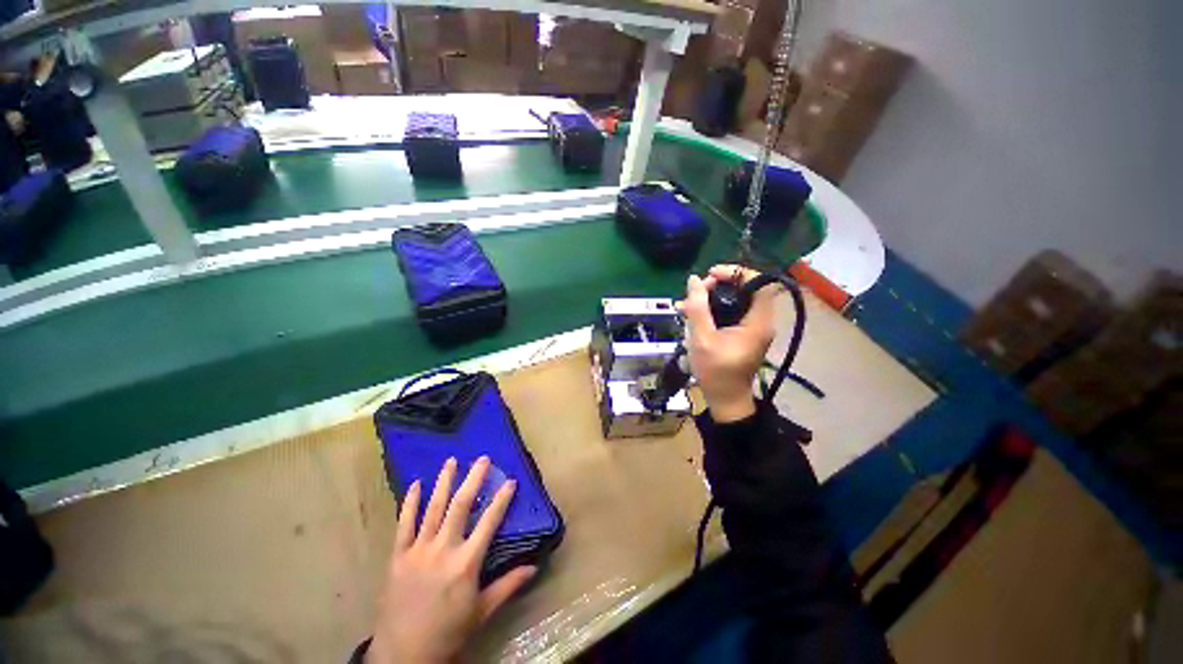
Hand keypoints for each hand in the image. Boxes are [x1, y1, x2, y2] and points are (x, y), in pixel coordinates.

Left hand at [367, 457, 535, 663]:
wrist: (404, 656)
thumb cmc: (448, 633)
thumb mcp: (482, 611)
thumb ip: (508, 585)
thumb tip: (534, 566)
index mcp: (466, 563)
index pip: (489, 522)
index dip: (501, 499)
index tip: (510, 480)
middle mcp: (443, 550)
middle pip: (460, 506)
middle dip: (473, 479)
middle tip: (482, 459)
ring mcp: (418, 551)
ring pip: (433, 509)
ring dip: (443, 482)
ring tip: (451, 461)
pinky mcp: (397, 557)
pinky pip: (403, 525)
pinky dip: (409, 503)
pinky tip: (415, 485)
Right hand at [678, 265, 779, 422]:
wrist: (725, 399)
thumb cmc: (716, 371)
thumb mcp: (702, 339)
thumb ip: (698, 308)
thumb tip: (694, 280)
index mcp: (758, 321)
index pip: (759, 283)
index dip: (736, 273)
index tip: (711, 275)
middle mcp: (760, 321)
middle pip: (745, 289)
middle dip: (719, 285)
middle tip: (696, 291)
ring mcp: (752, 328)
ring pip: (736, 300)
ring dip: (712, 297)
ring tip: (687, 303)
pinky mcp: (743, 334)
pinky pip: (731, 312)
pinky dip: (713, 309)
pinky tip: (692, 314)